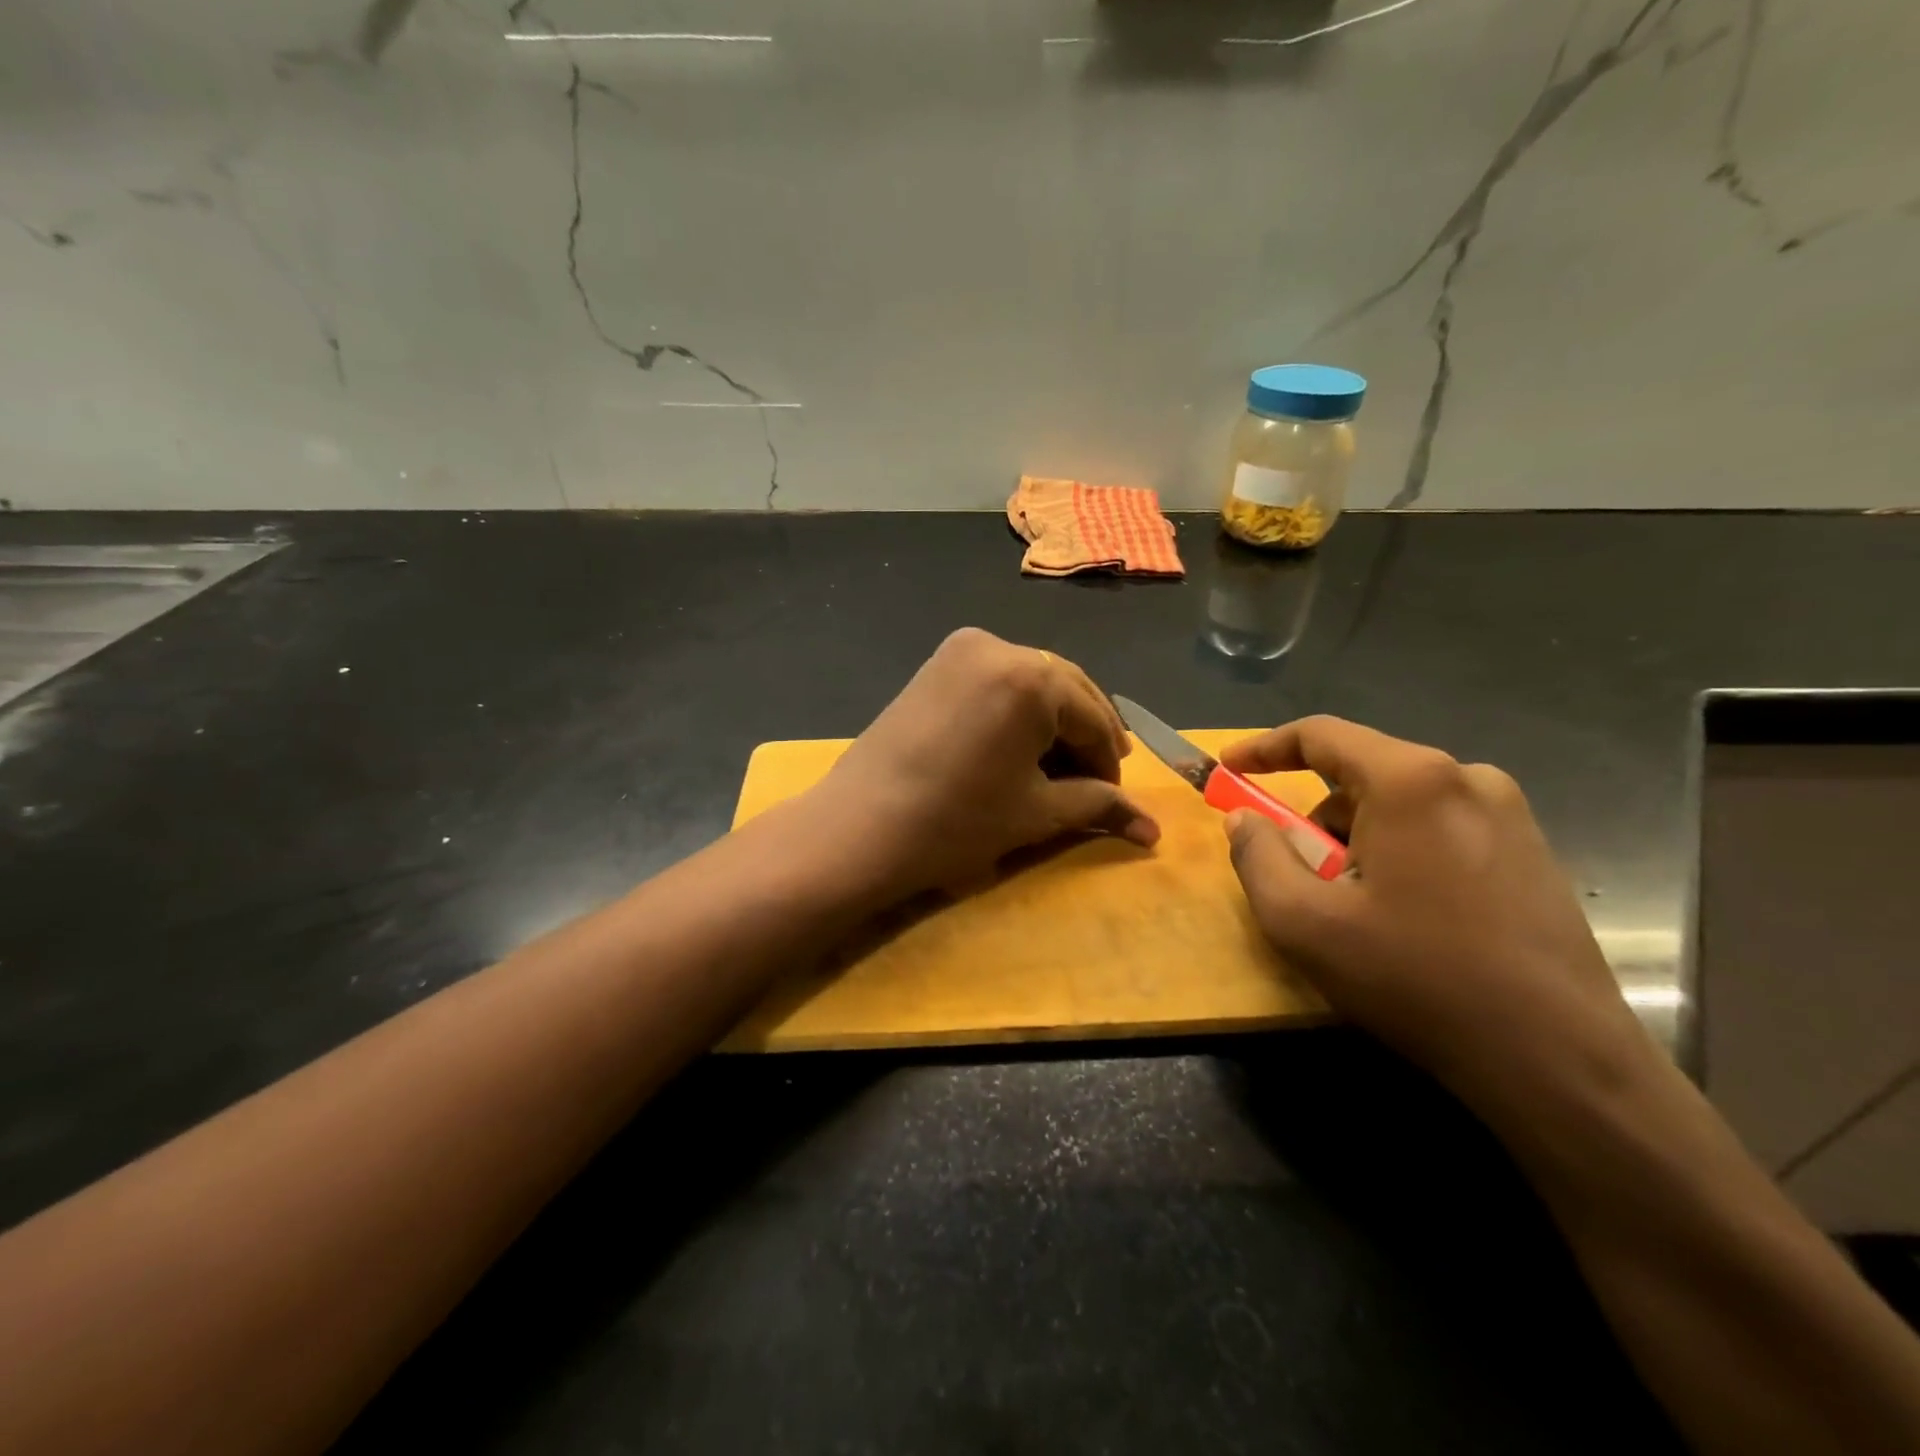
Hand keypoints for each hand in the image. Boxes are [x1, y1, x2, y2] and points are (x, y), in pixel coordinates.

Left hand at [804, 629, 1158, 901]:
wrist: (859, 827)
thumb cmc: (957, 822)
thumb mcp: (1036, 813)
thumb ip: (1099, 806)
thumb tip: (1152, 831)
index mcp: (1033, 676)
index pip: (1093, 718)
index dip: (1109, 763)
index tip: (1115, 800)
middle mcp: (999, 645)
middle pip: (1065, 690)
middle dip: (1085, 736)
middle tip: (1098, 780)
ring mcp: (961, 649)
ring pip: (1031, 683)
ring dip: (1053, 722)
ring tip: (1060, 768)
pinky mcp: (936, 664)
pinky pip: (996, 681)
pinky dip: (1017, 710)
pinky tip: (1019, 746)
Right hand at [1220, 716, 1648, 1113]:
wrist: (1558, 1060)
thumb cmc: (1416, 978)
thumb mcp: (1303, 922)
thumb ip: (1256, 856)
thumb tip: (1243, 818)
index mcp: (1411, 781)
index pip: (1322, 734)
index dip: (1265, 747)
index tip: (1228, 768)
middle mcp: (1467, 779)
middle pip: (1361, 773)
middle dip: (1314, 815)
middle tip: (1296, 872)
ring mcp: (1510, 815)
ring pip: (1401, 804)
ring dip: (1357, 839)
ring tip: (1352, 907)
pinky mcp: (1533, 852)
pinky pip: (1439, 828)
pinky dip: (1399, 852)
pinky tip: (1404, 915)